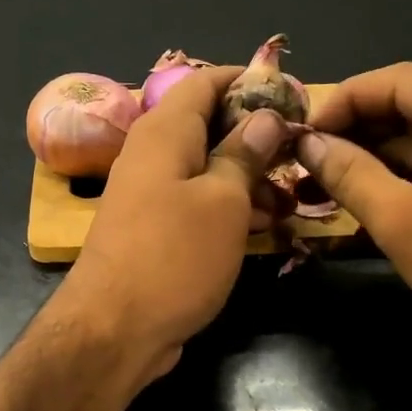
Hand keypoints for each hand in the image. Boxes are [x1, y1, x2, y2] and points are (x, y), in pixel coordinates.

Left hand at [53, 61, 291, 391]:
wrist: (113, 330)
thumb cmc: (174, 257)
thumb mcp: (222, 201)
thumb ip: (244, 154)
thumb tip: (264, 117)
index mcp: (165, 131)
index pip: (206, 80)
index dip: (249, 82)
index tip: (292, 99)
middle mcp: (152, 155)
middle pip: (208, 126)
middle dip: (256, 137)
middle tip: (299, 156)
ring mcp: (150, 195)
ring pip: (206, 170)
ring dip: (248, 180)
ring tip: (289, 201)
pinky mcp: (153, 232)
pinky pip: (196, 204)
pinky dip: (228, 210)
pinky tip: (261, 228)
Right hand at [299, 62, 411, 365]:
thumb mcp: (403, 222)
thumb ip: (349, 174)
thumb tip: (306, 144)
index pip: (402, 82)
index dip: (343, 102)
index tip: (299, 132)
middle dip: (358, 129)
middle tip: (306, 155)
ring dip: (377, 151)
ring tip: (322, 173)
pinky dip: (406, 170)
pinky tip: (362, 184)